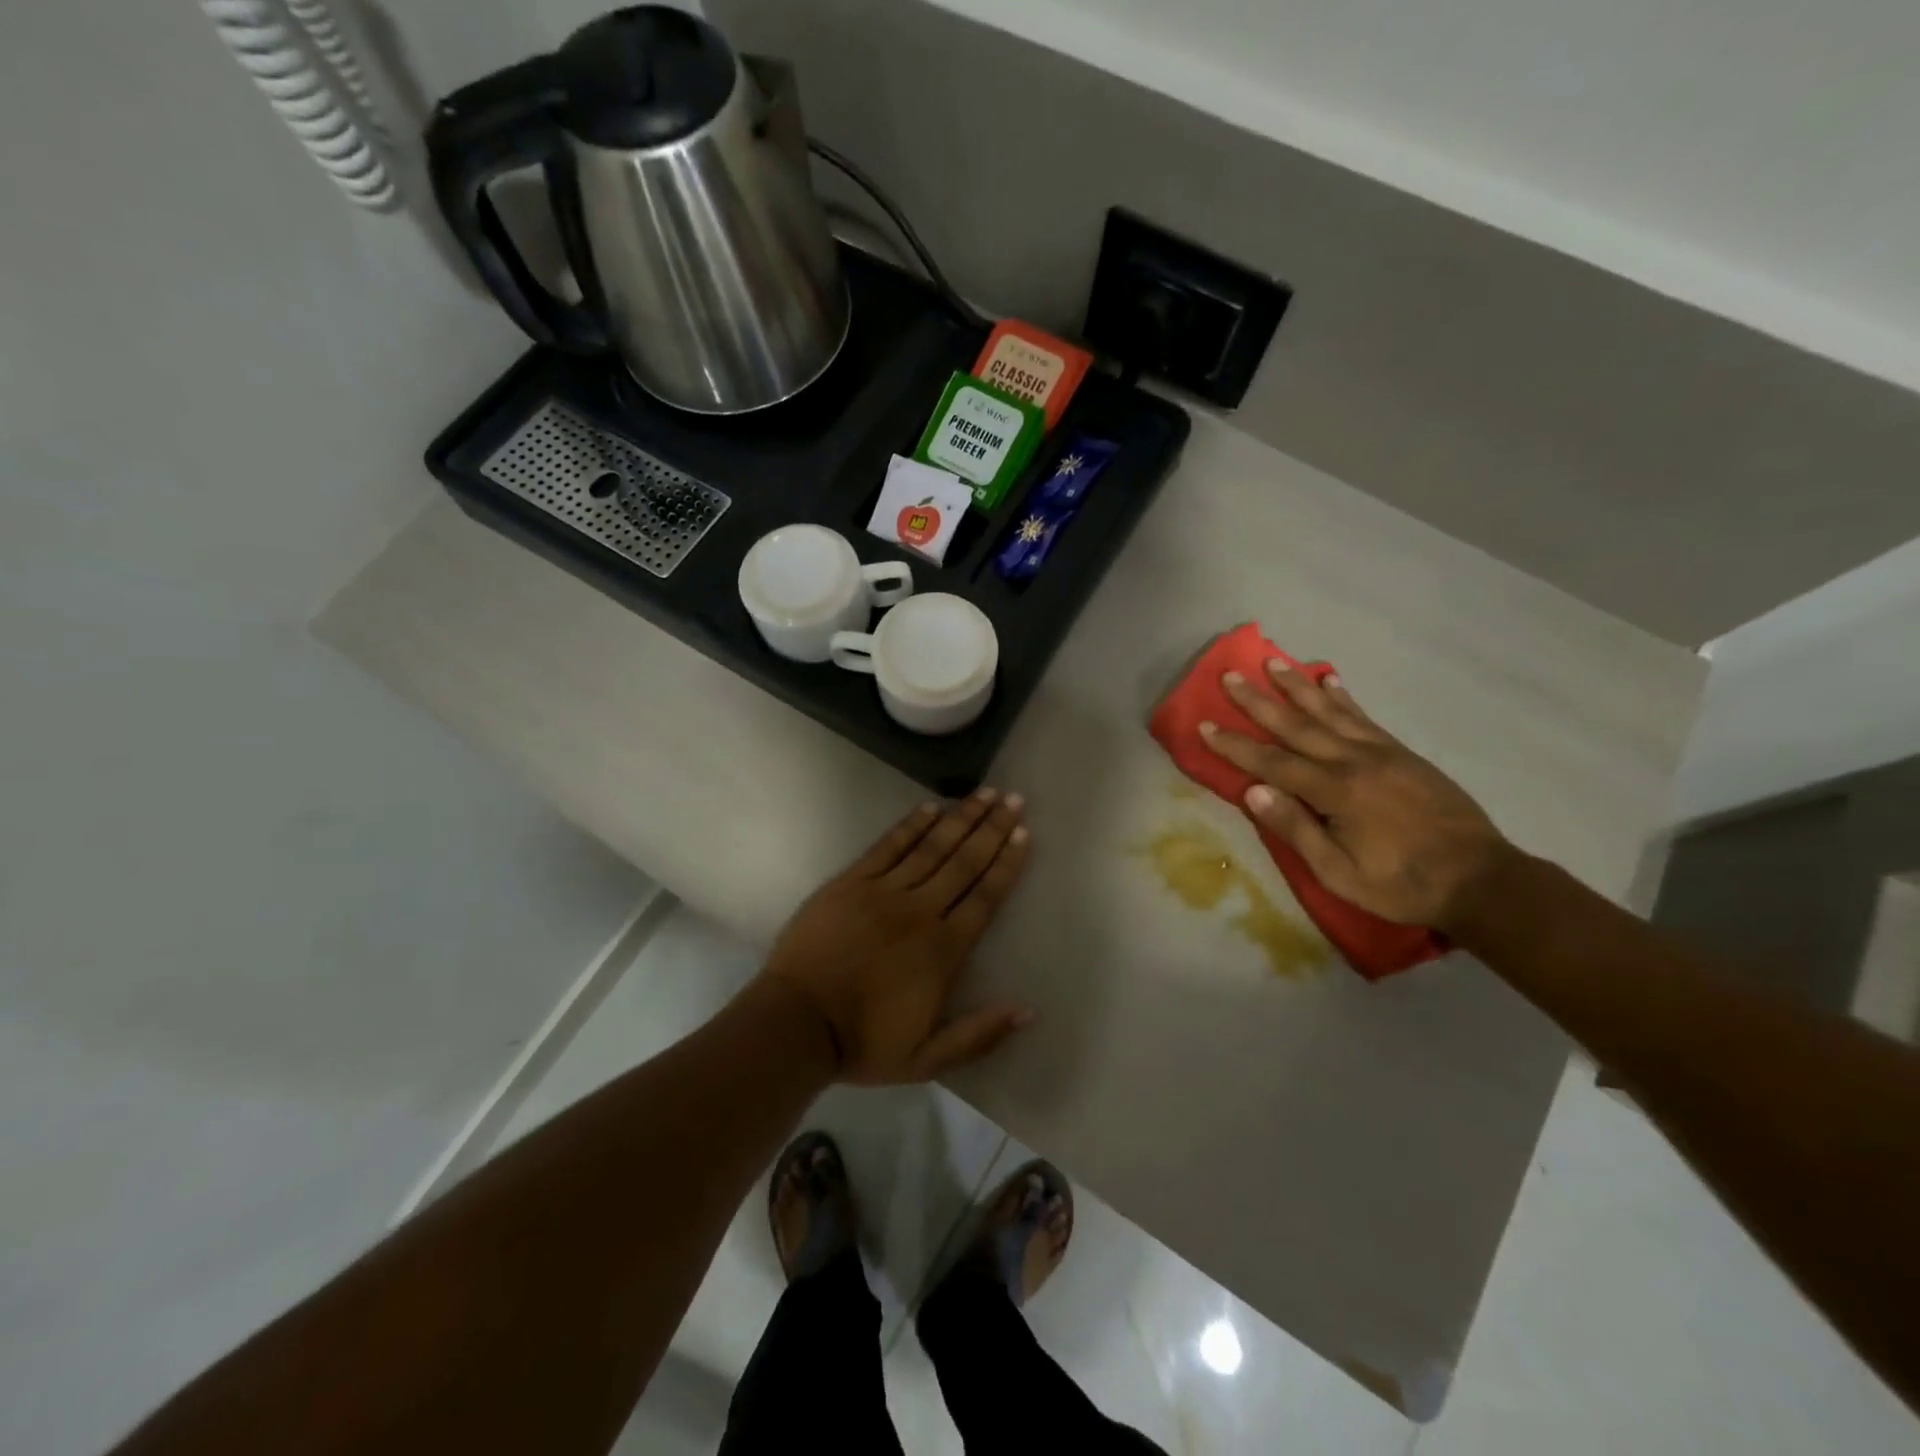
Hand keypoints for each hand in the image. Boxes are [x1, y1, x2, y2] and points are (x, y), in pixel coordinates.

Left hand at [760, 790, 1033, 1084]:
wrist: (796, 1024)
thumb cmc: (862, 1043)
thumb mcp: (927, 1058)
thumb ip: (979, 1035)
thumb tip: (1028, 1010)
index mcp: (943, 950)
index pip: (985, 897)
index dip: (1006, 863)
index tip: (1023, 833)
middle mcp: (920, 911)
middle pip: (964, 862)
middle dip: (991, 828)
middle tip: (1014, 799)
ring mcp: (883, 892)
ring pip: (931, 848)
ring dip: (960, 818)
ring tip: (984, 793)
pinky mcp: (851, 883)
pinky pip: (888, 847)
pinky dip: (911, 826)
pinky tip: (931, 807)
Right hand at [1200, 662, 1511, 930]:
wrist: (1480, 878)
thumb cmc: (1402, 883)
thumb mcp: (1339, 872)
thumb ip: (1296, 830)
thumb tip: (1252, 792)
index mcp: (1336, 792)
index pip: (1273, 763)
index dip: (1236, 745)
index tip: (1205, 725)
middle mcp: (1355, 762)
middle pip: (1297, 726)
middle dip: (1259, 701)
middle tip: (1231, 675)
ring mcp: (1381, 753)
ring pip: (1330, 712)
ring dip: (1297, 686)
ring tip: (1273, 662)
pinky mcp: (1402, 754)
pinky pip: (1364, 718)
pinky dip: (1342, 698)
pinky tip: (1328, 682)